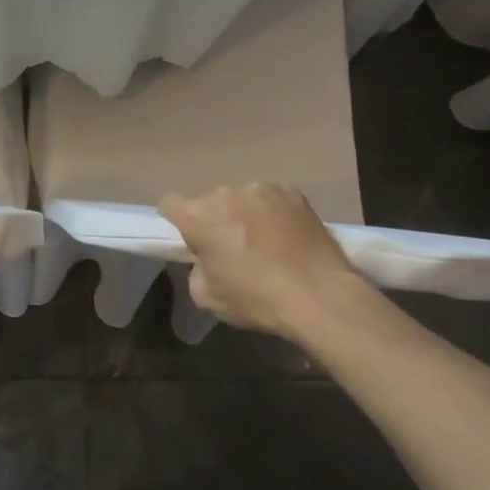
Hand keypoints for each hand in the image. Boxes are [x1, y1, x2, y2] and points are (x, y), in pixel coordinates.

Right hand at [159, 184, 366, 338]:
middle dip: (215, 220)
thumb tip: (205, 259)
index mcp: (199, 219)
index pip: (170, 203)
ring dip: (244, 214)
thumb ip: (197, 270)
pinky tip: (287, 235)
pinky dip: (273, 212)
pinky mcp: (291, 191)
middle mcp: (225, 195)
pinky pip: (271, 198)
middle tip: (232, 247)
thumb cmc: (256, 299)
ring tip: (265, 241)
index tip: (189, 236)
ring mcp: (260, 189)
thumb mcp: (208, 298)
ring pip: (241, 199)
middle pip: (209, 203)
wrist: (319, 294)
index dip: (175, 219)